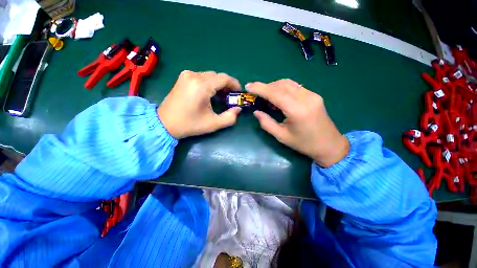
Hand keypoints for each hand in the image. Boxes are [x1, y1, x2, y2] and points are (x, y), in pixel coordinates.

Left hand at [157, 71, 241, 138]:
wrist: (164, 123)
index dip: (234, 84)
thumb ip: (230, 117)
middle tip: (230, 97)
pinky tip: (210, 94)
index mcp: (202, 85)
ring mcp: (187, 75)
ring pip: (210, 76)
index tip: (239, 93)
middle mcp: (194, 75)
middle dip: (226, 85)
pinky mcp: (183, 77)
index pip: (224, 78)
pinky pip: (202, 77)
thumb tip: (238, 109)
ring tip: (221, 97)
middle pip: (217, 76)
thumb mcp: (213, 124)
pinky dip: (209, 83)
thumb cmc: (190, 124)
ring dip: (218, 85)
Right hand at [246, 79, 348, 166]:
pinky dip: (283, 89)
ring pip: (288, 83)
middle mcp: (306, 98)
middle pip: (281, 85)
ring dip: (274, 87)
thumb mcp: (282, 136)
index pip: (275, 93)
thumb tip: (256, 111)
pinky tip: (279, 98)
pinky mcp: (314, 95)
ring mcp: (312, 95)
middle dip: (266, 87)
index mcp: (297, 110)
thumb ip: (266, 123)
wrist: (329, 145)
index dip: (260, 88)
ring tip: (266, 96)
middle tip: (256, 94)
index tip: (248, 86)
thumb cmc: (304, 144)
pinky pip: (295, 87)